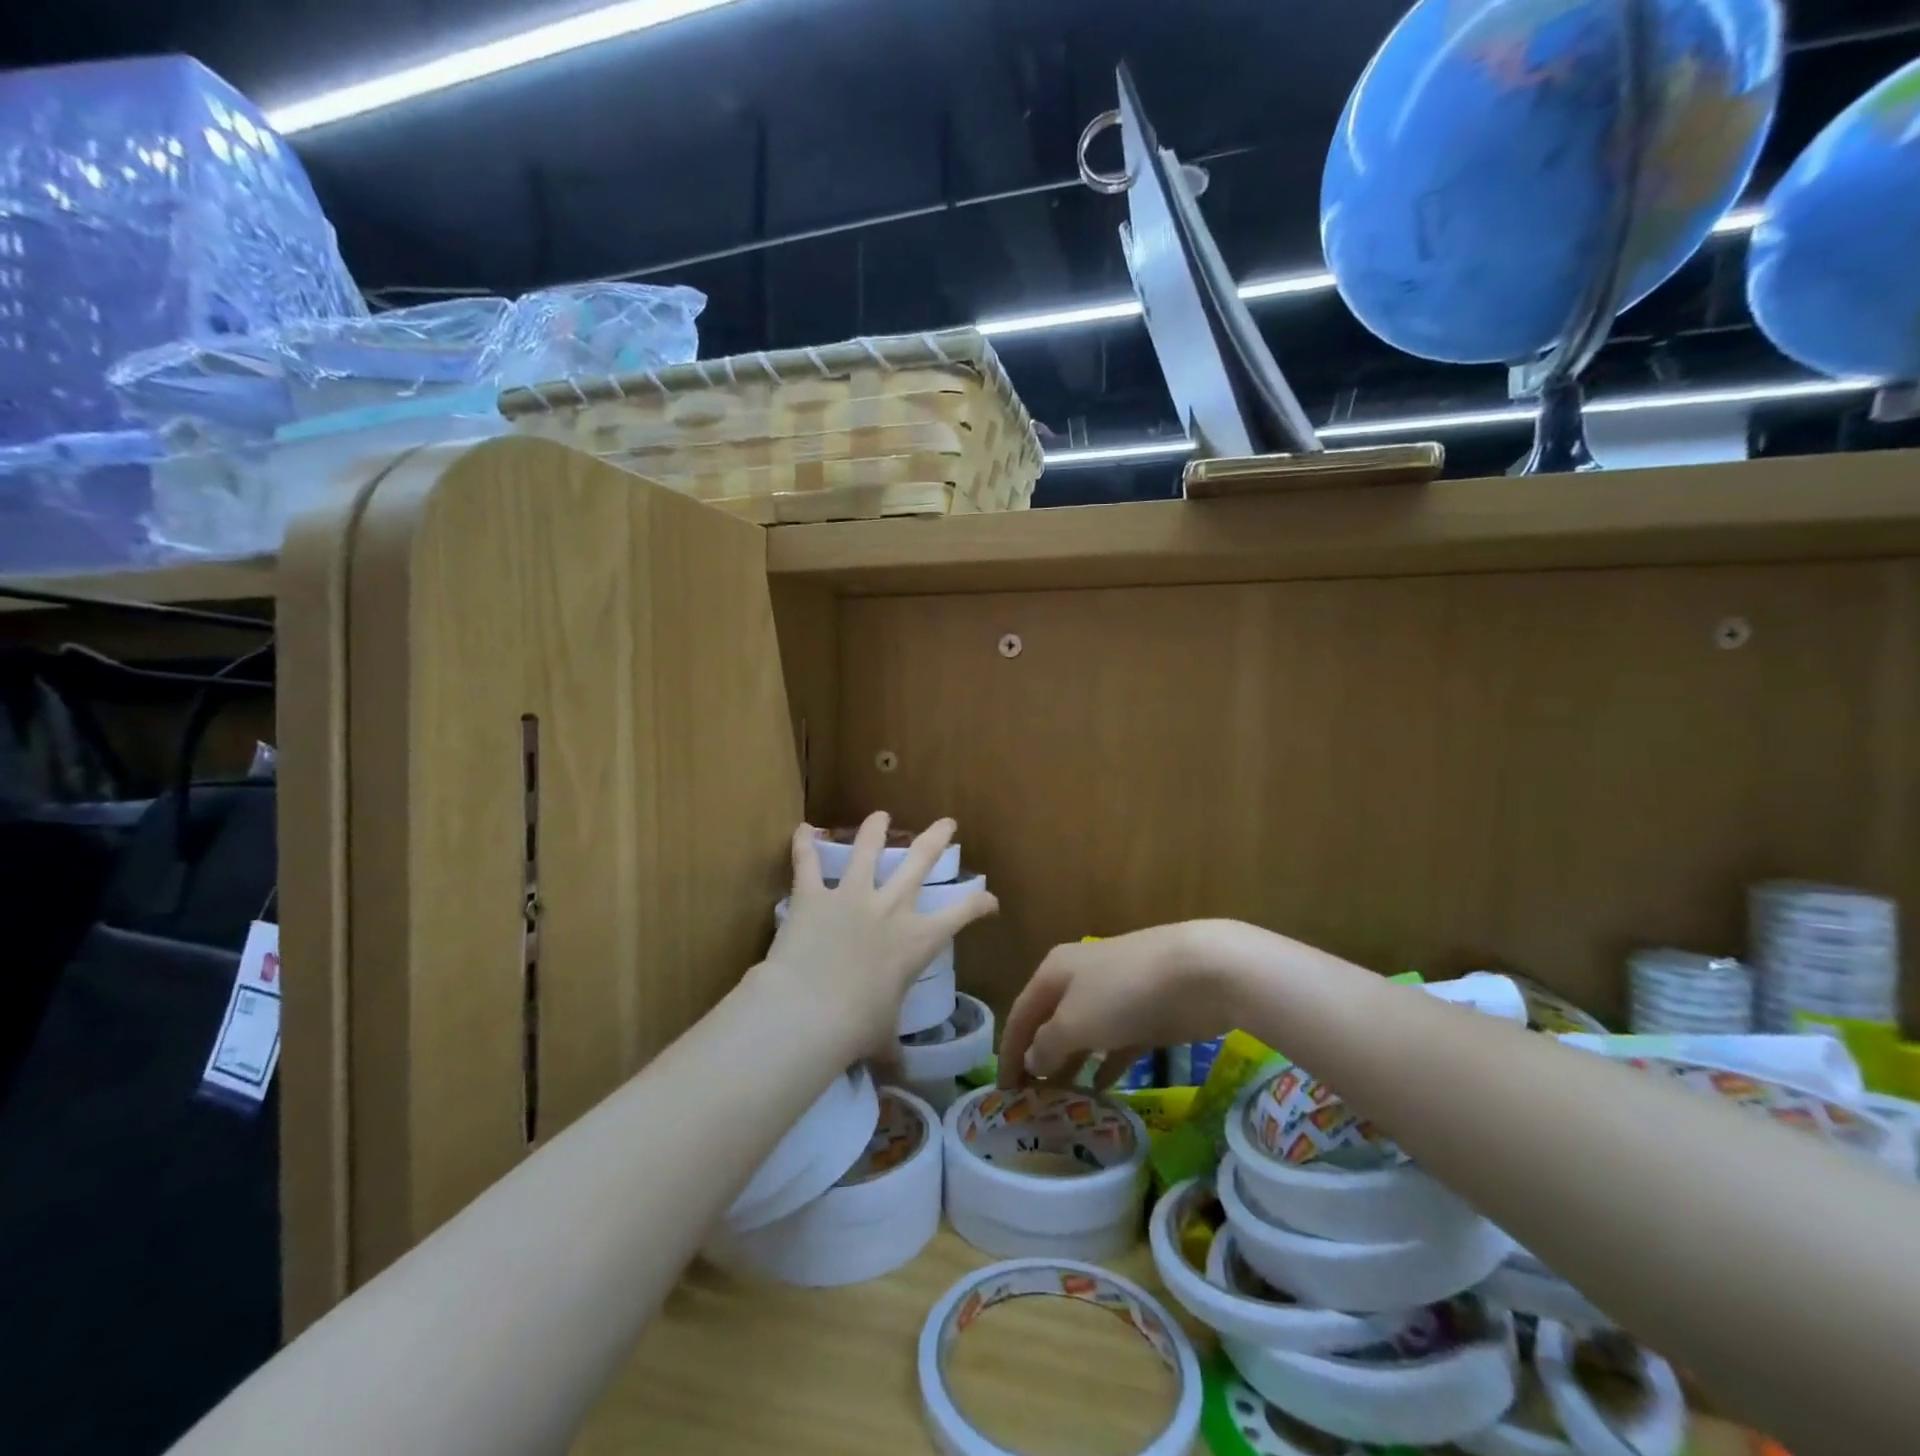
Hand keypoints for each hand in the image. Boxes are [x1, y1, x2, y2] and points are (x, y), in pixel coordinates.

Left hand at [767, 813, 997, 1053]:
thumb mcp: (881, 1039)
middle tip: (946, 823)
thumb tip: (898, 1074)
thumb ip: (891, 1049)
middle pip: (919, 862)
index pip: (961, 914)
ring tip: (880, 815)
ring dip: (874, 830)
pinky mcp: (814, 896)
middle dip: (935, 839)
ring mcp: (851, 896)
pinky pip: (807, 864)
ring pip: (867, 850)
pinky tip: (802, 828)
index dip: (980, 903)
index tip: (990, 899)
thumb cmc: (857, 1028)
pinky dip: (803, 845)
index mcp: (916, 941)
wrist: (810, 1012)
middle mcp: (890, 909)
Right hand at [997, 923, 1240, 1089]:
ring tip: (1059, 1102)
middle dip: (1038, 1058)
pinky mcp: (1144, 1014)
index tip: (1003, 1092)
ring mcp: (1114, 995)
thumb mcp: (1076, 1021)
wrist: (1198, 972)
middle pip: (1049, 1022)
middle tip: (1031, 1102)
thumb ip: (1048, 1043)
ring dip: (1069, 1064)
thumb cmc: (1124, 993)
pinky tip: (1099, 1089)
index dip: (1009, 1052)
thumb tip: (1031, 1058)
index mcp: (1054, 972)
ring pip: (1082, 1034)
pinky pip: (1115, 1043)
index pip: (1021, 1014)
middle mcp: (1079, 979)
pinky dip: (1104, 1064)